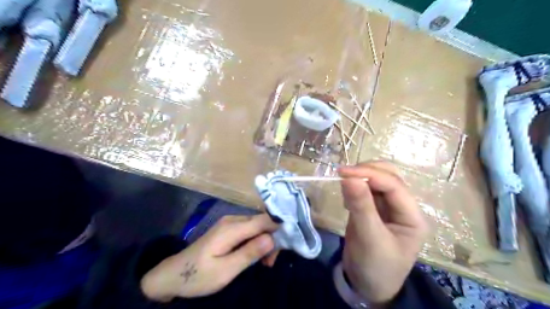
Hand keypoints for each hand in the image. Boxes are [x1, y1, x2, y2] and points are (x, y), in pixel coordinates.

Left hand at [141, 214, 279, 301]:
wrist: (173, 275)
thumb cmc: (198, 275)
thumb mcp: (225, 270)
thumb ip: (249, 253)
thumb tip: (272, 239)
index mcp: (232, 228)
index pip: (264, 220)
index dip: (279, 227)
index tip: (290, 242)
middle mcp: (233, 220)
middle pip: (262, 222)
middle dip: (273, 239)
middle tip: (272, 262)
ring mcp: (230, 223)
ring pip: (257, 226)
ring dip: (265, 242)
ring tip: (265, 263)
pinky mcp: (229, 229)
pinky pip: (249, 230)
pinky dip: (257, 241)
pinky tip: (256, 255)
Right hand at [341, 162, 428, 303]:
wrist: (367, 286)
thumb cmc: (374, 267)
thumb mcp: (368, 238)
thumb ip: (361, 206)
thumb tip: (348, 177)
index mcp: (412, 216)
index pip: (393, 185)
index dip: (369, 174)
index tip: (343, 172)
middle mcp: (403, 207)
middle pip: (389, 176)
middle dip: (366, 171)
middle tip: (343, 175)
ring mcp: (388, 207)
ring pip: (377, 180)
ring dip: (360, 178)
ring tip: (344, 188)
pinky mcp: (374, 208)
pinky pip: (366, 190)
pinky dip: (355, 187)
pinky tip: (347, 200)